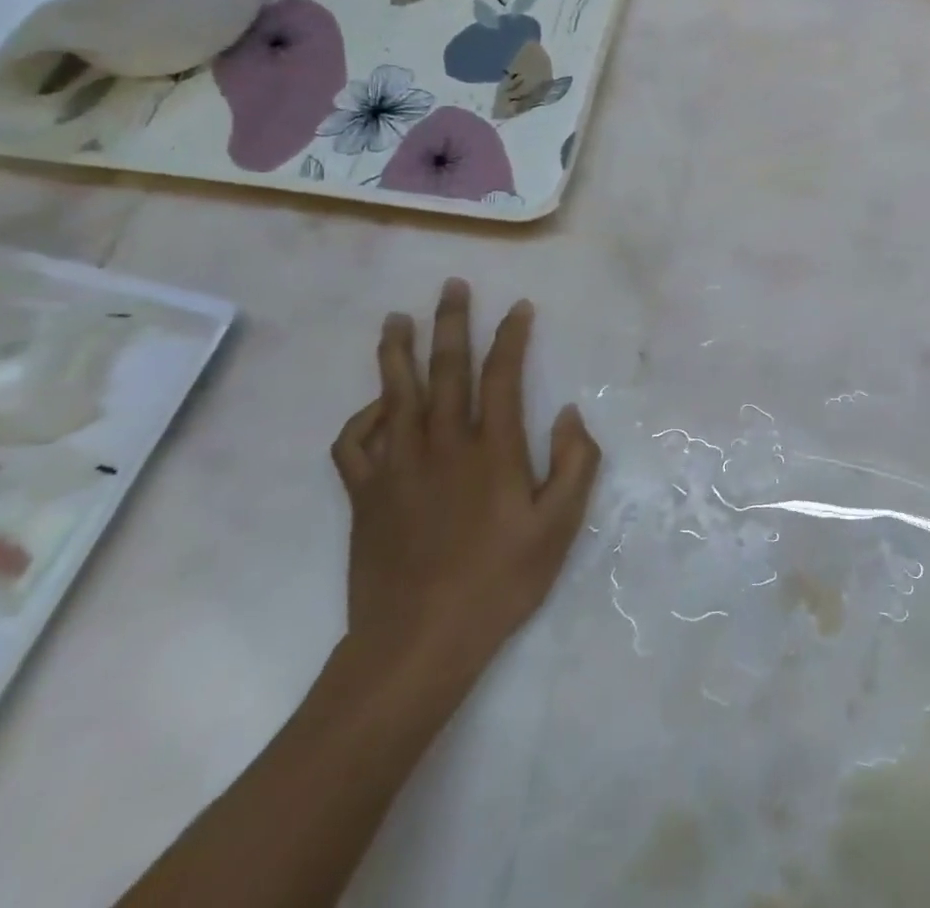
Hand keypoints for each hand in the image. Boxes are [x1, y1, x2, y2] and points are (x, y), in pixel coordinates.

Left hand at [331, 282, 600, 697]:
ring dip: (397, 352)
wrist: (418, 642)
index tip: (519, 307)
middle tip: (451, 287)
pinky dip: (362, 417)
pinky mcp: (365, 494)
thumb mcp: (559, 527)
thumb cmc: (499, 582)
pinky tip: (375, 407)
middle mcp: (443, 445)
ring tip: (396, 320)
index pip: (502, 375)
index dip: (511, 337)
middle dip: (451, 323)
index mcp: (493, 450)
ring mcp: (398, 467)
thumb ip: (575, 464)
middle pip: (446, 369)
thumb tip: (569, 414)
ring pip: (394, 394)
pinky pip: (354, 443)